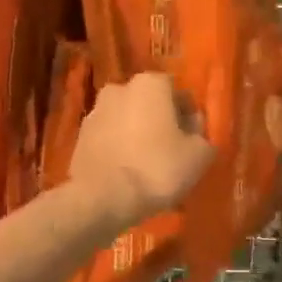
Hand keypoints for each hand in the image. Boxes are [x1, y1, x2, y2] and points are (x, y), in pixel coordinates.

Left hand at [69, 72, 214, 227]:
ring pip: (126, 120)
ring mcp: (95, 112)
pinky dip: (118, 149)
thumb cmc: (158, 168)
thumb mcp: (199, 155)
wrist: (103, 197)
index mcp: (150, 83)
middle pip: (149, 103)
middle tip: (171, 151)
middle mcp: (119, 88)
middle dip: (160, 122)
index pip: (179, 93)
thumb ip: (203, 135)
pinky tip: (127, 173)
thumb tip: (194, 128)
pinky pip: (108, 139)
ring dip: (137, 135)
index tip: (192, 140)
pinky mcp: (79, 138)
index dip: (188, 117)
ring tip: (147, 165)